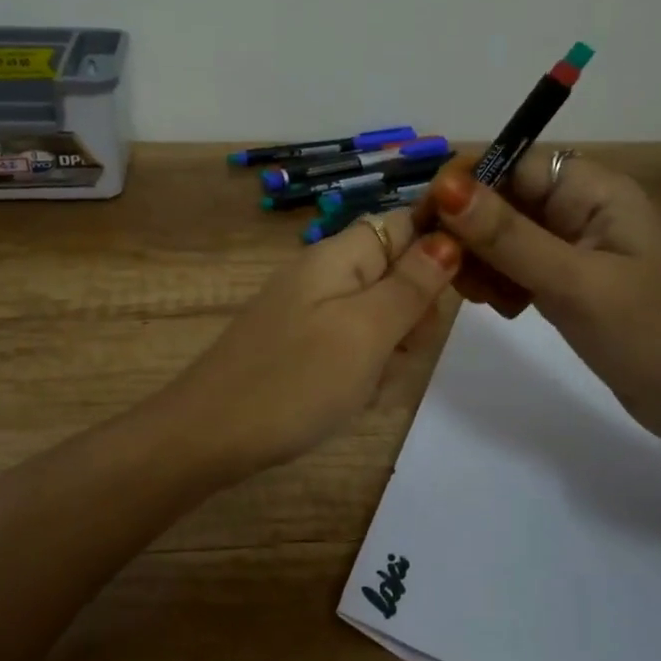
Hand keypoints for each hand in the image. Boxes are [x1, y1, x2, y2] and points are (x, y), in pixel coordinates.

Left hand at [158, 207, 461, 474]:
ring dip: (388, 350)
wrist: (209, 436)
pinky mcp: (299, 345)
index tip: (450, 298)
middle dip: (412, 315)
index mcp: (338, 256)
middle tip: (397, 352)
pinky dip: (360, 370)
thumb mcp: (365, 332)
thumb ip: (411, 285)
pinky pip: (351, 345)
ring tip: (367, 384)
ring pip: (378, 317)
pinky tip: (348, 398)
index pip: (405, 223)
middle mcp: (323, 274)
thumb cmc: (294, 381)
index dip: (438, 250)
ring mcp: (308, 311)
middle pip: (395, 274)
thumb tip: (449, 236)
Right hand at [424, 154, 660, 447]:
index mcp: (592, 190)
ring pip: (499, 234)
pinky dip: (497, 282)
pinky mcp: (565, 281)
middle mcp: (578, 208)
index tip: (427, 225)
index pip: (510, 162)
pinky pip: (512, 265)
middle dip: (469, 231)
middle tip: (457, 276)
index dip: (464, 185)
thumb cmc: (655, 336)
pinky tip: (503, 310)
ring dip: (480, 261)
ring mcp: (571, 246)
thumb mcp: (576, 284)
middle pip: (499, 198)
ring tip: (487, 300)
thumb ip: (508, 236)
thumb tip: (445, 186)